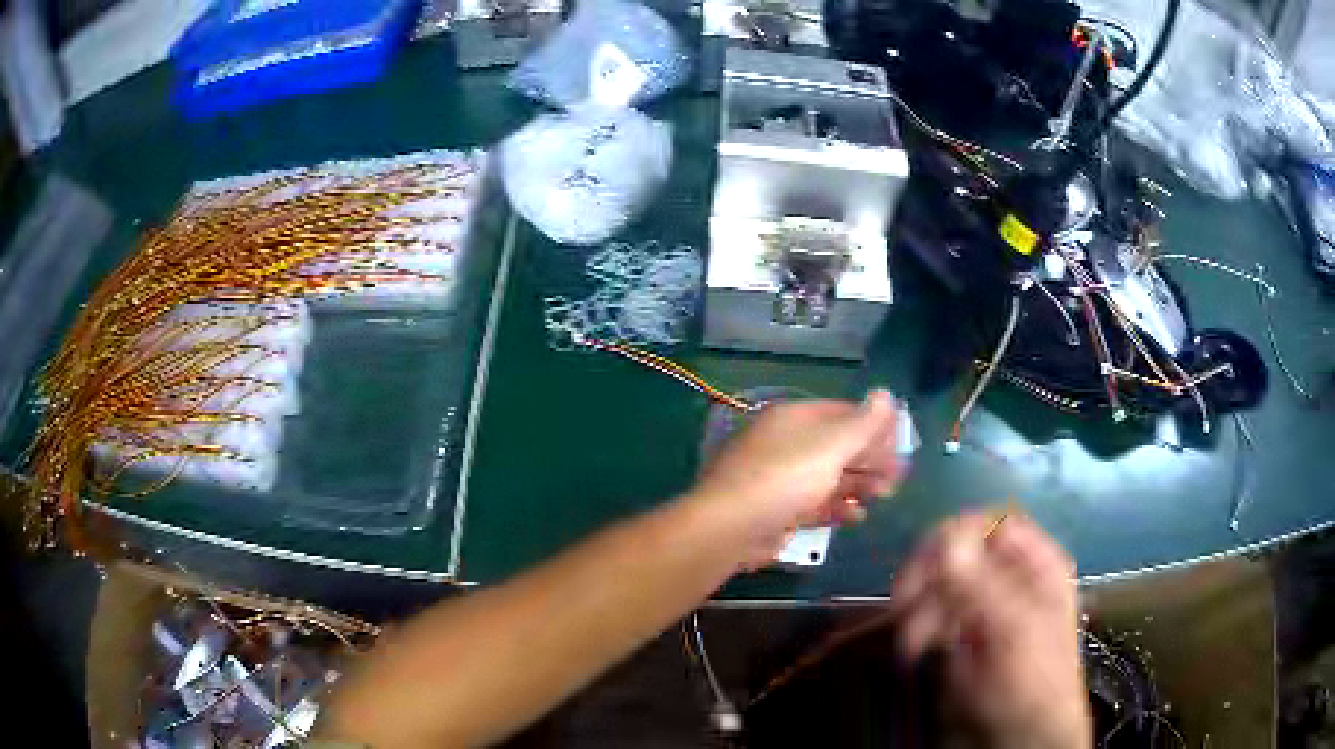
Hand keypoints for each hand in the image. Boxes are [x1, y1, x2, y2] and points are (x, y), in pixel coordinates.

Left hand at [687, 391, 901, 564]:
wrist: (730, 528)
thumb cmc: (785, 478)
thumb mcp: (831, 446)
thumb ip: (863, 423)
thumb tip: (886, 393)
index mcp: (795, 418)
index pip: (843, 413)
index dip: (875, 426)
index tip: (901, 444)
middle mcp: (786, 443)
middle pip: (837, 446)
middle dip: (870, 459)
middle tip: (899, 476)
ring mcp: (779, 478)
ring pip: (827, 476)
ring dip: (858, 484)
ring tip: (885, 495)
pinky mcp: (776, 510)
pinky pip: (814, 503)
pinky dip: (837, 507)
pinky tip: (858, 516)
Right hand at [890, 512, 1089, 748]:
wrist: (1022, 737)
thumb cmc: (1031, 681)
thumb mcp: (1013, 632)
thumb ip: (981, 584)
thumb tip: (945, 534)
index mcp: (1035, 565)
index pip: (992, 524)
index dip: (957, 535)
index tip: (925, 563)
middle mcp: (1008, 578)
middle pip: (959, 551)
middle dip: (929, 577)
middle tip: (903, 603)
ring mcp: (983, 606)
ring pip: (939, 583)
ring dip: (918, 606)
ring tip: (910, 643)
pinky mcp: (960, 633)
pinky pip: (931, 612)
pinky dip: (917, 626)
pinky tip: (914, 649)